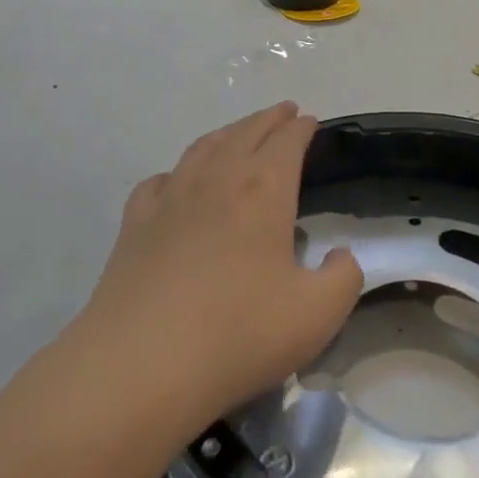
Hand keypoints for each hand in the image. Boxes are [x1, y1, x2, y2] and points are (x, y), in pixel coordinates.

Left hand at [80, 103, 363, 433]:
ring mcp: (170, 198)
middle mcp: (216, 180)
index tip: (309, 121)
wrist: (141, 365)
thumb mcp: (317, 315)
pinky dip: (177, 171)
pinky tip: (178, 182)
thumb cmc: (238, 335)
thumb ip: (343, 278)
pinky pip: (160, 181)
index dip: (301, 128)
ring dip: (227, 133)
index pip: (286, 142)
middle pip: (245, 133)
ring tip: (239, 133)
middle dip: (268, 119)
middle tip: (284, 112)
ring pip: (202, 148)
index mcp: (263, 191)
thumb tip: (340, 255)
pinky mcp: (135, 224)